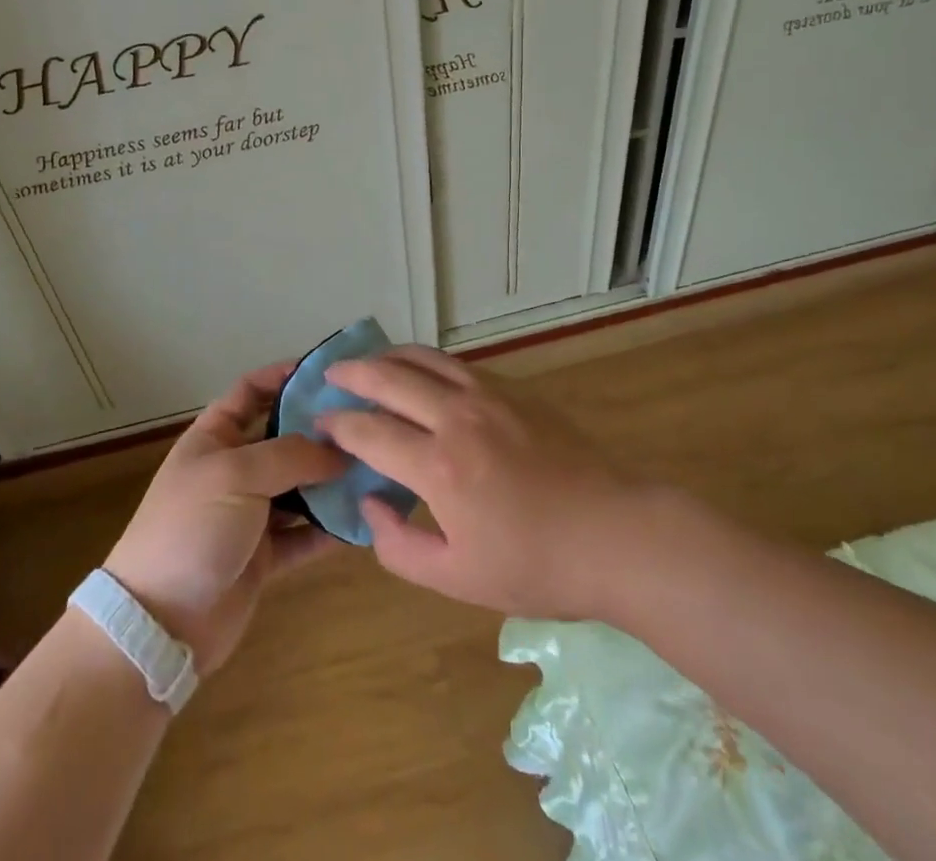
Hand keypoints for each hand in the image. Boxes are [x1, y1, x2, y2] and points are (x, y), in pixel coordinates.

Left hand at [104, 362, 347, 671]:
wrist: (159, 624)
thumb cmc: (191, 529)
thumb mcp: (236, 476)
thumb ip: (290, 455)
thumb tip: (339, 448)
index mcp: (215, 437)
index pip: (251, 390)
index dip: (284, 376)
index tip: (329, 374)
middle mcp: (234, 469)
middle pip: (284, 438)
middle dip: (321, 431)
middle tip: (369, 424)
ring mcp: (249, 513)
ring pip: (300, 486)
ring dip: (332, 481)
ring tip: (377, 470)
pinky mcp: (264, 556)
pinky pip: (304, 533)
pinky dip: (329, 528)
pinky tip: (363, 520)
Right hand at [314, 346, 635, 618]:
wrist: (616, 534)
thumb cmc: (536, 565)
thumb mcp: (457, 579)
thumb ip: (398, 545)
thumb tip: (369, 502)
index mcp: (438, 465)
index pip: (369, 430)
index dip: (337, 424)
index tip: (319, 423)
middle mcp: (456, 416)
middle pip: (389, 377)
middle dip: (351, 373)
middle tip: (329, 376)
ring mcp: (488, 394)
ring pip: (424, 358)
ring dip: (388, 356)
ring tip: (368, 362)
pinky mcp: (514, 389)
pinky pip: (456, 364)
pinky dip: (426, 362)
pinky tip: (422, 374)